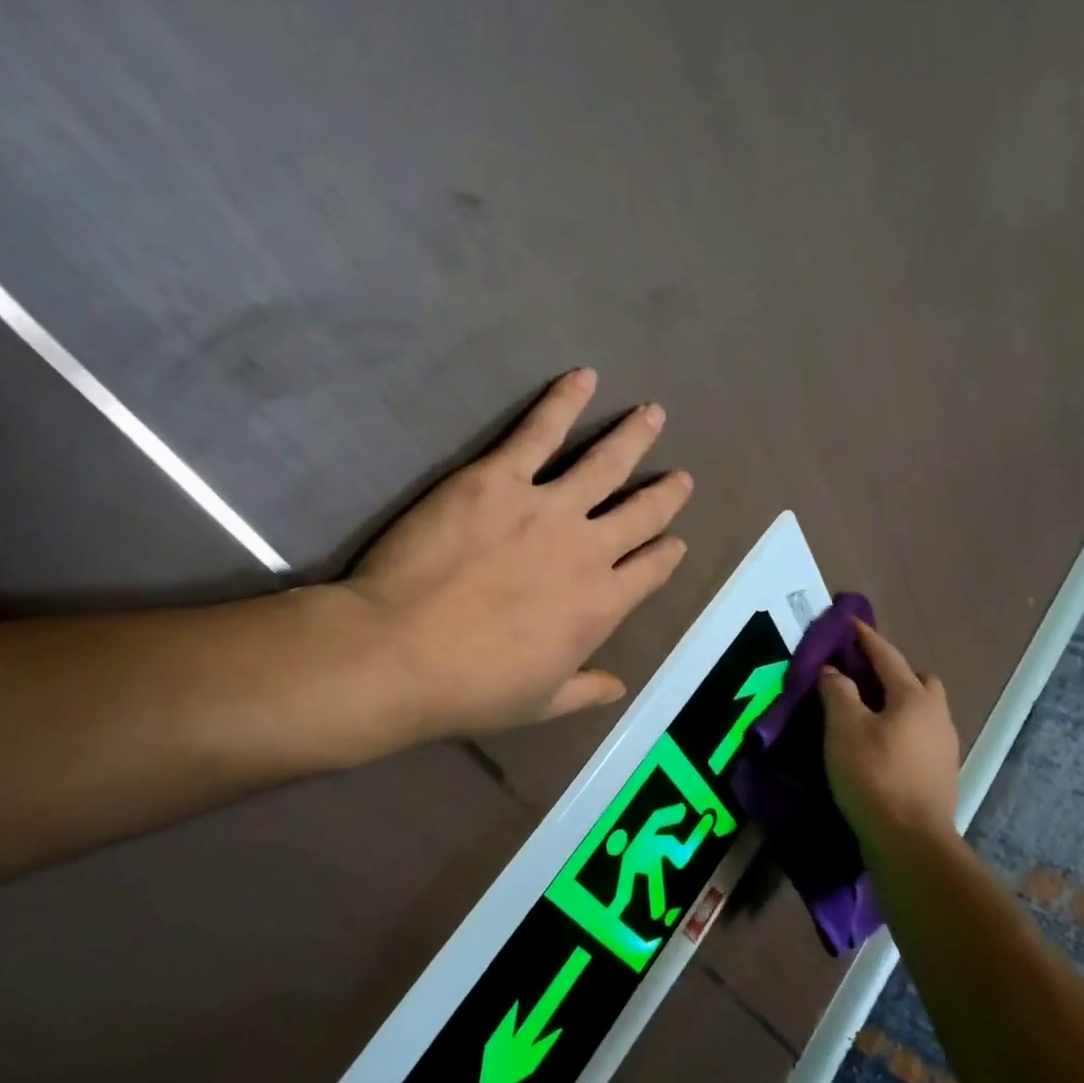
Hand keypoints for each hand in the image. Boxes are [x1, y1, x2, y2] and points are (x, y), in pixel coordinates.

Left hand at [337, 368, 691, 741]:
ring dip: (633, 437)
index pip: (650, 571)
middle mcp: (589, 550)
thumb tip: (619, 687)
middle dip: (665, 494)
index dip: (666, 554)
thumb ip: (586, 690)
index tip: (674, 541)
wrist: (402, 653)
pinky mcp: (500, 478)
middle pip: (641, 512)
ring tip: (652, 415)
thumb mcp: (541, 703)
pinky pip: (540, 431)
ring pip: (605, 463)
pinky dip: (564, 402)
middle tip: (681, 477)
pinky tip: (582, 378)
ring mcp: (548, 508)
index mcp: (602, 605)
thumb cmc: (473, 687)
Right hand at [818, 621, 960, 855]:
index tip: (851, 623)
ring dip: (900, 705)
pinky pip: (922, 738)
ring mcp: (945, 747)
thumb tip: (834, 671)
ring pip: (923, 712)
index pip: (888, 656)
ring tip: (869, 717)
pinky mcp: (942, 775)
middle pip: (919, 681)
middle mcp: (937, 716)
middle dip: (894, 673)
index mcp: (914, 697)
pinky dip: (903, 732)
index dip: (866, 638)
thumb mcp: (844, 729)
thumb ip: (838, 692)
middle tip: (864, 681)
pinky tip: (883, 748)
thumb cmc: (874, 776)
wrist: (911, 841)